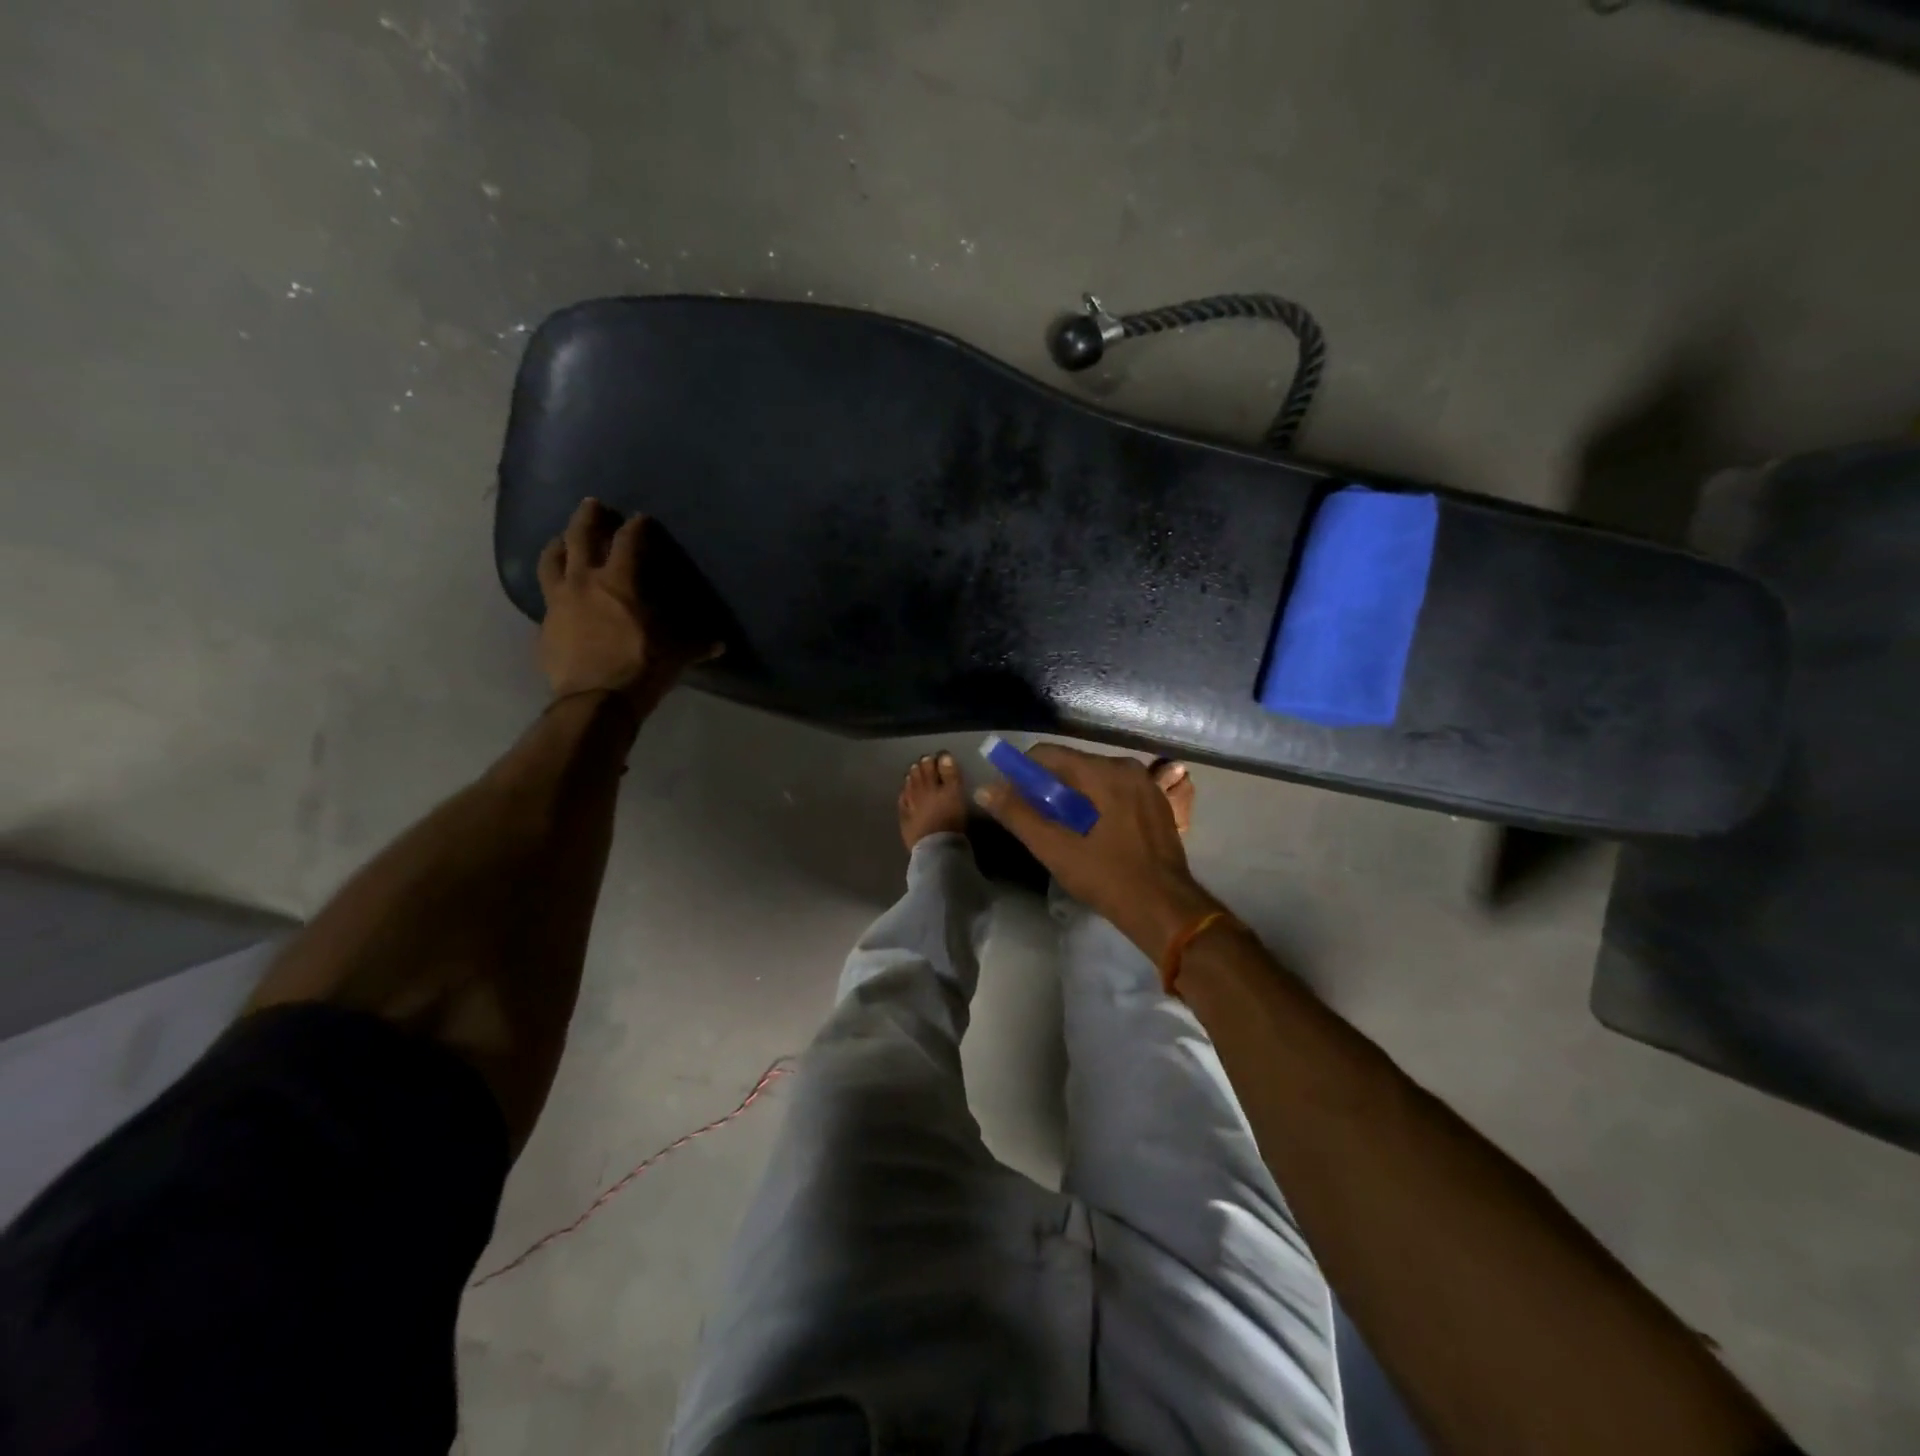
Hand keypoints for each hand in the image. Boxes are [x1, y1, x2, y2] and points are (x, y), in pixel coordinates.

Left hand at [536, 499, 722, 717]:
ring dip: (558, 544)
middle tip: (592, 504)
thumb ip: (696, 645)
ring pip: (551, 560)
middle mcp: (584, 583)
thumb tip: (720, 644)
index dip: (636, 527)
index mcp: (619, 583)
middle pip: (579, 537)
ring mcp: (558, 602)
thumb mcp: (675, 656)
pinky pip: (546, 596)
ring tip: (563, 539)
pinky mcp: (545, 625)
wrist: (594, 702)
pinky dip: (554, 587)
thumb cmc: (640, 669)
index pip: (628, 543)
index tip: (641, 519)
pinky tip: (560, 593)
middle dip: (588, 517)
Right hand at [976, 745, 1223, 961]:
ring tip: (1063, 832)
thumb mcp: (1055, 848)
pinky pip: (1115, 792)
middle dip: (1048, 789)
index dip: (1022, 773)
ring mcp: (1146, 785)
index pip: (1048, 754)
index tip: (1011, 799)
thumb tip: (985, 788)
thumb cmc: (1107, 877)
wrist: (1165, 909)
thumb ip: (1017, 814)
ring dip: (1072, 799)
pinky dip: (1097, 805)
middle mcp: (1127, 767)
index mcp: (1103, 772)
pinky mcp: (1156, 803)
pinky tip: (1092, 835)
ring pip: (1094, 780)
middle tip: (1035, 822)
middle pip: (1072, 766)